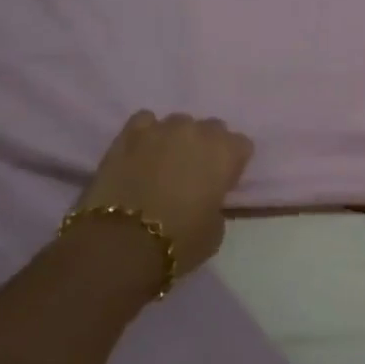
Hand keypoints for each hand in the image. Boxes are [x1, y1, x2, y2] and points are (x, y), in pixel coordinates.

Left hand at [75, 111, 253, 277]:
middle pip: (212, 128)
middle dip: (206, 146)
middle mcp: (199, 131)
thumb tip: (204, 198)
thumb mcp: (216, 229)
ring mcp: (163, 128)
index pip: (242, 145)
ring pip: (178, 123)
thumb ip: (216, 203)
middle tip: (193, 172)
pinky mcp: (129, 134)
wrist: (122, 242)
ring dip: (176, 139)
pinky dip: (146, 133)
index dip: (232, 164)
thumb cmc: (179, 240)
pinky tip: (141, 152)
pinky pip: (145, 121)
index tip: (222, 182)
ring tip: (163, 162)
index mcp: (227, 153)